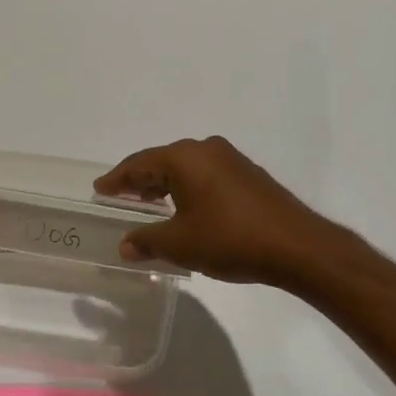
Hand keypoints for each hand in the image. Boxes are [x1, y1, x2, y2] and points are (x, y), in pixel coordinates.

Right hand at [93, 135, 345, 286]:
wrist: (296, 246)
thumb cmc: (230, 239)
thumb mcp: (180, 244)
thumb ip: (148, 241)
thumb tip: (125, 244)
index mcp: (184, 157)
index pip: (139, 163)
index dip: (117, 179)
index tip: (99, 189)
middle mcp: (206, 149)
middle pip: (163, 161)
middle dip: (141, 180)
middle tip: (121, 196)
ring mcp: (231, 159)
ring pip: (187, 168)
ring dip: (166, 185)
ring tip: (150, 205)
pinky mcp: (249, 175)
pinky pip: (206, 175)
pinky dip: (189, 188)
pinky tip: (186, 209)